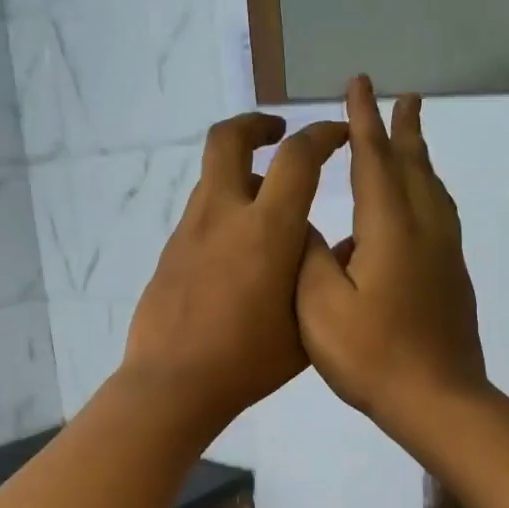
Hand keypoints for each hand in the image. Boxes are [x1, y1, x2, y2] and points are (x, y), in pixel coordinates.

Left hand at [120, 112, 349, 438]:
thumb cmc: (249, 360)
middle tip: (278, 133)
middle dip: (256, 124)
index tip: (337, 135)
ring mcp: (190, 231)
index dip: (322, 134)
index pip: (297, 156)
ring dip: (241, 174)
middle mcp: (224, 215)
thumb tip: (322, 243)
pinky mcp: (171, 251)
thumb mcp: (307, 322)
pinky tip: (239, 251)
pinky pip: (202, 212)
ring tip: (267, 208)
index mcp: (267, 229)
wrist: (175, 383)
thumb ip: (319, 274)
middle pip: (228, 139)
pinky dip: (224, 210)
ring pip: (213, 177)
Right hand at [297, 76, 488, 447]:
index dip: (363, 122)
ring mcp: (444, 253)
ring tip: (413, 139)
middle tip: (406, 96)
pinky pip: (440, 214)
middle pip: (415, 166)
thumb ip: (311, 256)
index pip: (374, 160)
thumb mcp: (320, 307)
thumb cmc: (372, 355)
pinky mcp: (452, 277)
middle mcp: (424, 229)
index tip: (360, 85)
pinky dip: (428, 191)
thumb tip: (309, 225)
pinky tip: (418, 206)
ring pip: (434, 190)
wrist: (438, 401)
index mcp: (390, 229)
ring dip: (421, 157)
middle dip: (404, 129)